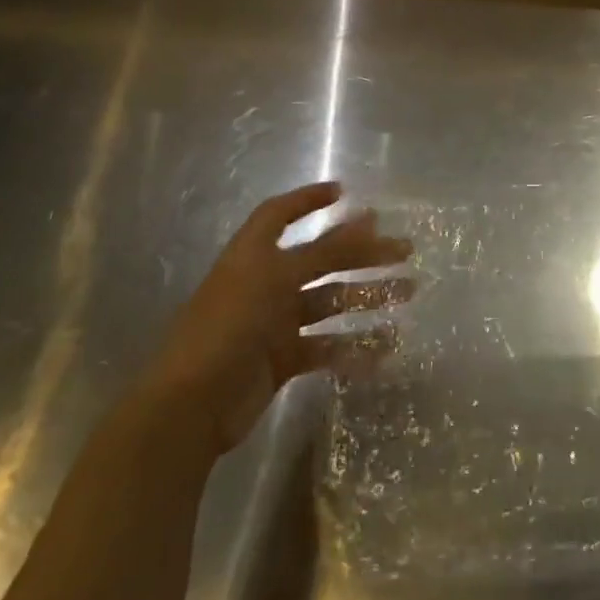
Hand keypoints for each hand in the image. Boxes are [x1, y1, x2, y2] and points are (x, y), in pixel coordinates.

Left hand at [139, 182, 413, 454]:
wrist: (191, 406)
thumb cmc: (229, 325)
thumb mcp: (277, 277)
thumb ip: (326, 250)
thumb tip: (370, 218)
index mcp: (253, 255)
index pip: (279, 214)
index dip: (308, 199)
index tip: (345, 192)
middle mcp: (264, 282)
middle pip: (321, 258)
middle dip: (363, 252)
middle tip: (405, 250)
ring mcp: (273, 323)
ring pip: (330, 301)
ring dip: (367, 296)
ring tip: (408, 292)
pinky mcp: (281, 359)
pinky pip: (325, 346)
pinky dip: (353, 346)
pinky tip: (384, 348)